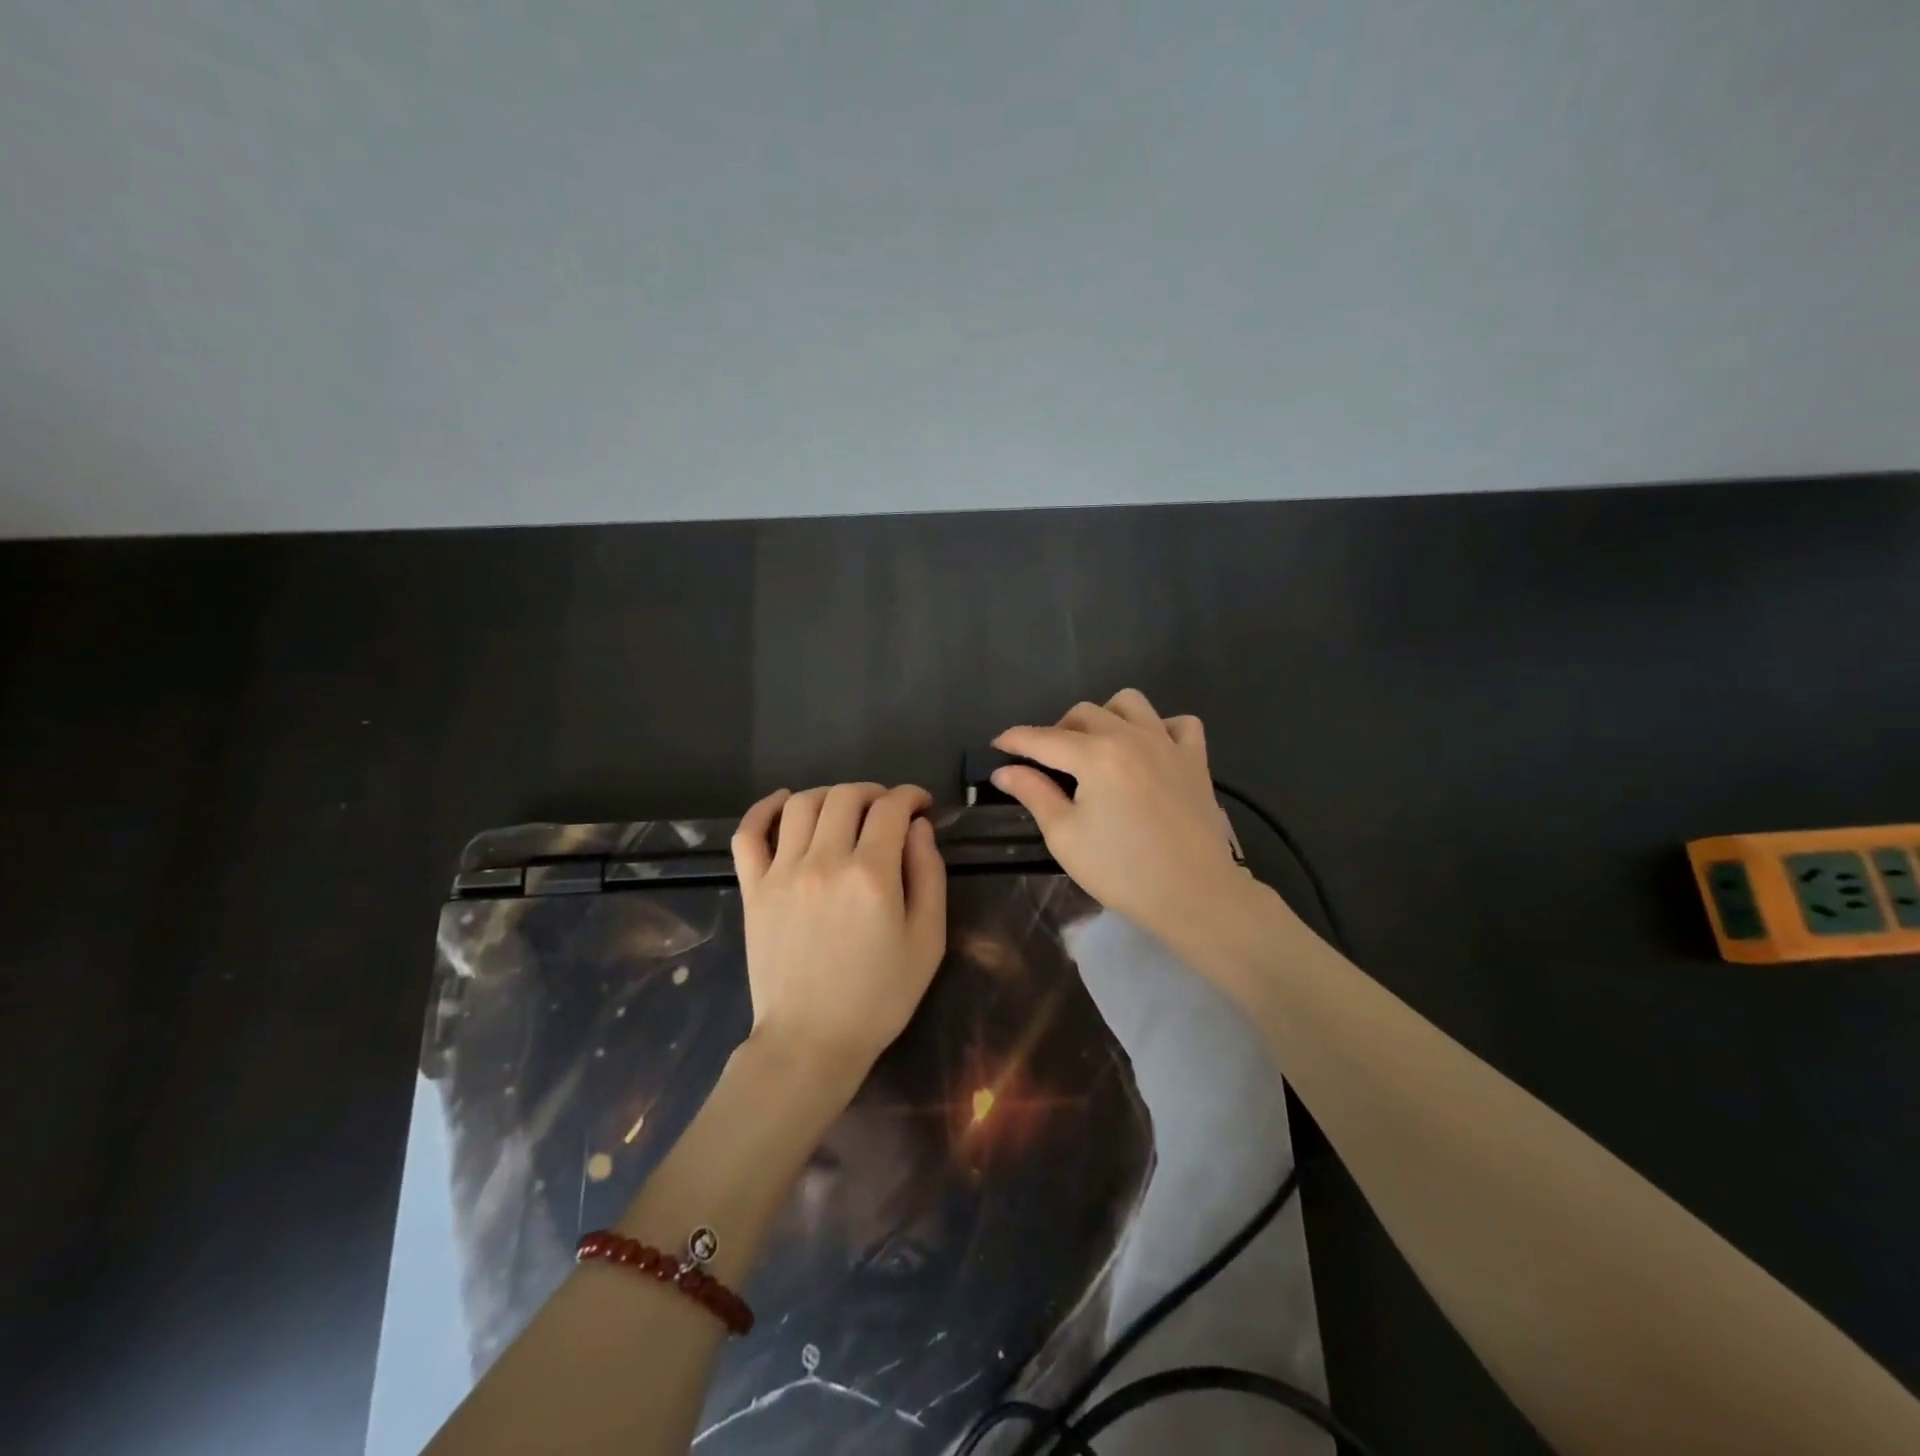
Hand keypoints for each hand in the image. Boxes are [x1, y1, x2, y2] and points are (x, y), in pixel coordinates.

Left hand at [731, 783, 946, 1089]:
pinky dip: (765, 808)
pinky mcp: (753, 889)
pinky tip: (784, 802)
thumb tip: (918, 827)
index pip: (890, 808)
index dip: (910, 796)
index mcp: (871, 875)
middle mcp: (824, 862)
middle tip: (887, 810)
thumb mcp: (927, 941)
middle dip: (874, 793)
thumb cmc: (879, 997)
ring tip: (846, 809)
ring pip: (802, 804)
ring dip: (830, 795)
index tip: (920, 804)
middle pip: (846, 796)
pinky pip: (750, 834)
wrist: (810, 1041)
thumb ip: (928, 875)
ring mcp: (781, 873)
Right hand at [993, 690, 1253, 951]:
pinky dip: (1159, 728)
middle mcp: (1131, 736)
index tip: (997, 746)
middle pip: (1083, 713)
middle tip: (1047, 764)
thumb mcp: (1065, 836)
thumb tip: (1004, 771)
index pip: (1043, 738)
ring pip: (1129, 704)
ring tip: (1096, 748)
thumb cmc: (1121, 870)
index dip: (1015, 740)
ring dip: (1105, 718)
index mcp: (1095, 755)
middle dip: (1057, 731)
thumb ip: (1033, 794)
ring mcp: (1168, 743)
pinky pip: (1178, 724)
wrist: (1194, 893)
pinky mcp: (1195, 759)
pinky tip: (1149, 751)